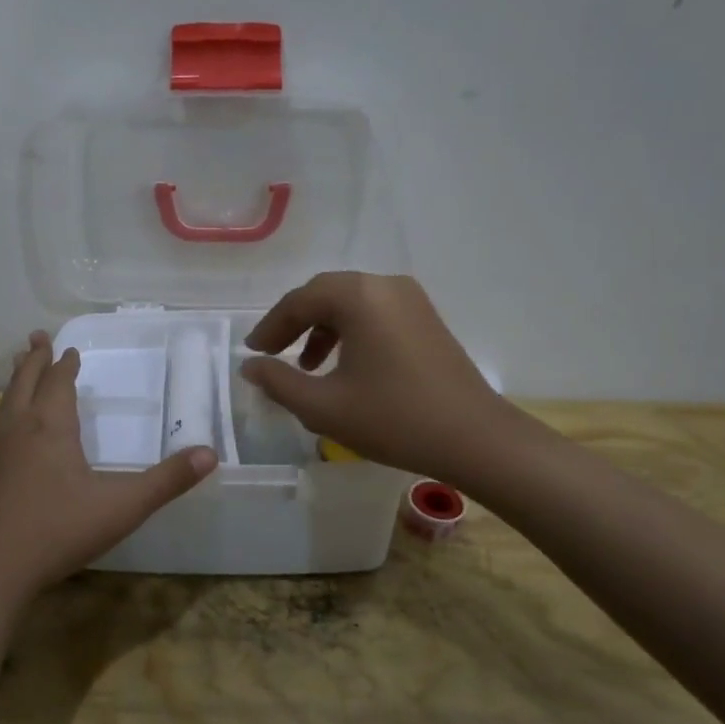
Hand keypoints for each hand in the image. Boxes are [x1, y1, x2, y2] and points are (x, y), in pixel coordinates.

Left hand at [0, 331, 217, 605]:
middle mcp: (19, 429)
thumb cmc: (58, 532)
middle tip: (36, 336)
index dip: (66, 365)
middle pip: (27, 383)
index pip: (60, 383)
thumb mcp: (123, 507)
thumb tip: (210, 454)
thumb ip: (167, 481)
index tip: (71, 350)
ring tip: (17, 363)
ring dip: (14, 382)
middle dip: (36, 360)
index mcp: (52, 427)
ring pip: (4, 404)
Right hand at [240, 272, 504, 487]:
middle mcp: (385, 285)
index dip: (270, 327)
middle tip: (272, 353)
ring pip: (351, 303)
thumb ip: (278, 382)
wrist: (475, 438)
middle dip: (294, 323)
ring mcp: (411, 299)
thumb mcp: (324, 406)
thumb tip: (249, 366)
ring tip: (307, 366)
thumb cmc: (394, 419)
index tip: (253, 352)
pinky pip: (375, 313)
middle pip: (325, 294)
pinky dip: (350, 332)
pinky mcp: (426, 318)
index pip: (299, 301)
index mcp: (358, 296)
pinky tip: (345, 366)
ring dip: (322, 328)